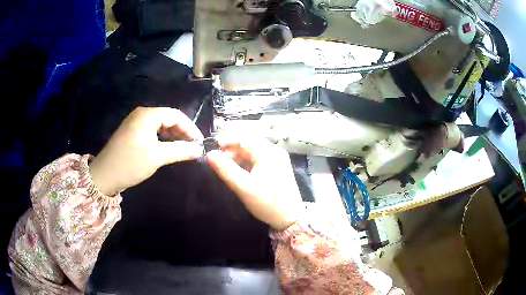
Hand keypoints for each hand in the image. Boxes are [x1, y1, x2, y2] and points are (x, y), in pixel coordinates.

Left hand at [89, 107, 203, 195]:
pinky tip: (166, 149)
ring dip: (172, 136)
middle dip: (182, 132)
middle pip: (168, 118)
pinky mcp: (131, 133)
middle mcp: (141, 114)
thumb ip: (180, 150)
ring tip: (181, 149)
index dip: (190, 128)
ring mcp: (135, 123)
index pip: (176, 115)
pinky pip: (151, 131)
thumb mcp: (157, 157)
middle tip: (192, 147)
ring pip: (160, 125)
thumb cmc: (131, 163)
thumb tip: (199, 149)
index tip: (199, 143)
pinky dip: (162, 139)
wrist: (104, 175)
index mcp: (148, 114)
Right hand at [206, 135, 303, 229]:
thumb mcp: (244, 187)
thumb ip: (226, 169)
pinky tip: (238, 168)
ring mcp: (277, 158)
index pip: (244, 137)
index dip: (226, 139)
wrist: (290, 218)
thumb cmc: (267, 203)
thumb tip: (210, 154)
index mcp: (268, 152)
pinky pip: (258, 156)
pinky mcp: (277, 166)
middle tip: (217, 158)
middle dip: (231, 147)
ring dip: (238, 153)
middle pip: (249, 141)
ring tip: (225, 164)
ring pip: (253, 149)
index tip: (211, 147)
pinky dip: (246, 159)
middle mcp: (274, 151)